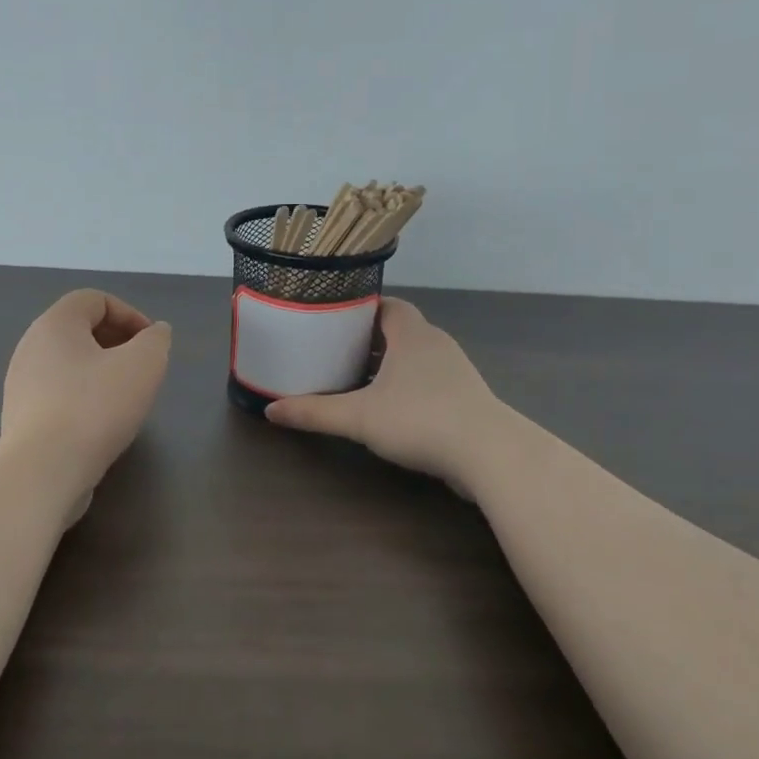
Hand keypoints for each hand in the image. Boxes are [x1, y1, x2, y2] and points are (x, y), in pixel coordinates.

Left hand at [1, 290, 171, 492]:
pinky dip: (84, 399)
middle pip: (79, 331)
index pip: (94, 299)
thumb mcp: (144, 364)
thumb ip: (156, 340)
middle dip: (117, 343)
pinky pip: (58, 395)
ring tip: (126, 398)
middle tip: (143, 369)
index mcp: (55, 324)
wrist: (44, 470)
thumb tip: (155, 332)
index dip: (130, 314)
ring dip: (101, 373)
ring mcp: (21, 384)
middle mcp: (31, 347)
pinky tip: (102, 424)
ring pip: (69, 365)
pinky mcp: (21, 418)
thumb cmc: (97, 406)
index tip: (152, 344)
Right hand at [264, 297, 506, 492]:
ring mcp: (455, 371)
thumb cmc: (420, 420)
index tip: (333, 320)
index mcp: (412, 334)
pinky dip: (407, 387)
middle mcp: (436, 344)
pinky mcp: (465, 398)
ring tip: (355, 379)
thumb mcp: (358, 417)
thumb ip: (315, 412)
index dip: (361, 308)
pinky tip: (389, 408)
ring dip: (389, 365)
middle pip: (399, 330)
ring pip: (415, 358)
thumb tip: (270, 410)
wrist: (488, 454)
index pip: (387, 305)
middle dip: (368, 340)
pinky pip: (429, 381)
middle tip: (335, 351)